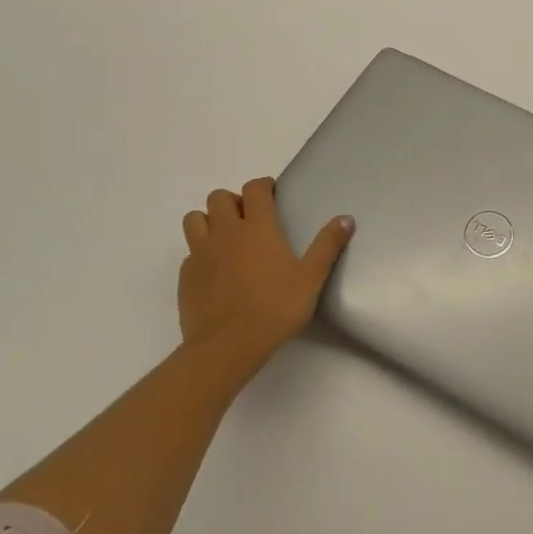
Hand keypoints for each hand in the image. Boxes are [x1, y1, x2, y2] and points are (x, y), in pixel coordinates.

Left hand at [179, 177, 353, 393]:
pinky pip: (190, 252)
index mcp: (257, 227)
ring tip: (225, 238)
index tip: (272, 194)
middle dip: (234, 201)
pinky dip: (200, 253)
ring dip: (209, 221)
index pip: (254, 188)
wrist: (226, 347)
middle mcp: (226, 232)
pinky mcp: (185, 276)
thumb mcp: (311, 278)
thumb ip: (327, 245)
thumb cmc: (274, 309)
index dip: (262, 186)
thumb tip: (346, 218)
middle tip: (249, 218)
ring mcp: (201, 253)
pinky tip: (214, 271)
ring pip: (195, 219)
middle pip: (219, 198)